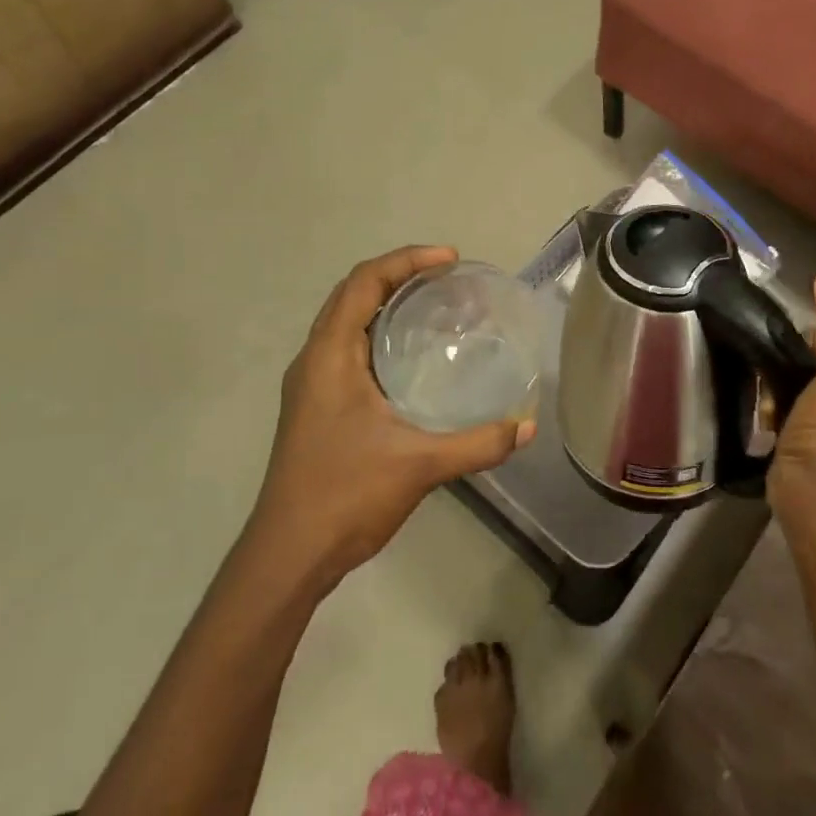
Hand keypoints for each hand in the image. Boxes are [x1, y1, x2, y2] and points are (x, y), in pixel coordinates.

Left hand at [247, 246, 534, 588]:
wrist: (288, 555)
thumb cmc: (345, 497)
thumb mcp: (419, 465)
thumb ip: (477, 444)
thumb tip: (527, 427)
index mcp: (329, 356)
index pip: (364, 282)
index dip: (407, 260)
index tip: (450, 260)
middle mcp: (314, 359)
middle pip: (353, 293)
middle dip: (399, 273)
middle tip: (447, 276)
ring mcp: (310, 383)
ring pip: (346, 319)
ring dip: (385, 300)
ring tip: (433, 303)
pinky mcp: (316, 405)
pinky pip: (347, 346)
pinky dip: (378, 330)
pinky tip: (411, 355)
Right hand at [768, 272, 815, 514]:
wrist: (806, 488)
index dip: (809, 333)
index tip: (785, 342)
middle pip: (814, 354)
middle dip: (788, 359)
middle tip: (772, 373)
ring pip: (797, 376)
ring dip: (777, 381)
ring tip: (766, 395)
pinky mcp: (809, 429)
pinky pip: (787, 399)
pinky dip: (774, 402)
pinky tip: (766, 413)